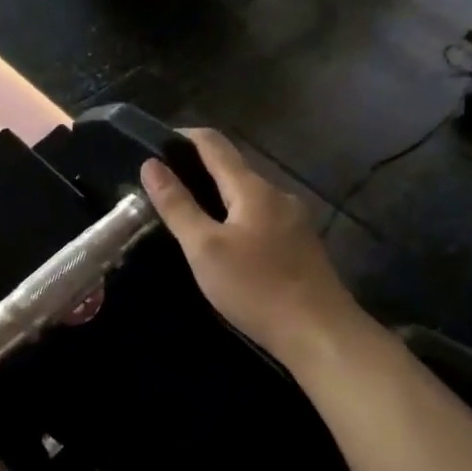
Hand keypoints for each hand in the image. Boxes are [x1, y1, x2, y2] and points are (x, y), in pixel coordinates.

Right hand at [140, 129, 363, 361]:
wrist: (320, 334)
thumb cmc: (256, 287)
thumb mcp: (204, 248)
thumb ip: (177, 205)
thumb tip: (151, 165)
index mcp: (253, 189)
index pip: (215, 144)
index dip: (185, 137)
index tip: (157, 143)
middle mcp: (277, 195)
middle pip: (233, 169)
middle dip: (198, 170)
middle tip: (164, 188)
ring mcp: (294, 221)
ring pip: (247, 197)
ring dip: (217, 197)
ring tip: (188, 216)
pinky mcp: (300, 246)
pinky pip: (260, 218)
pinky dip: (236, 219)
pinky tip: (224, 244)